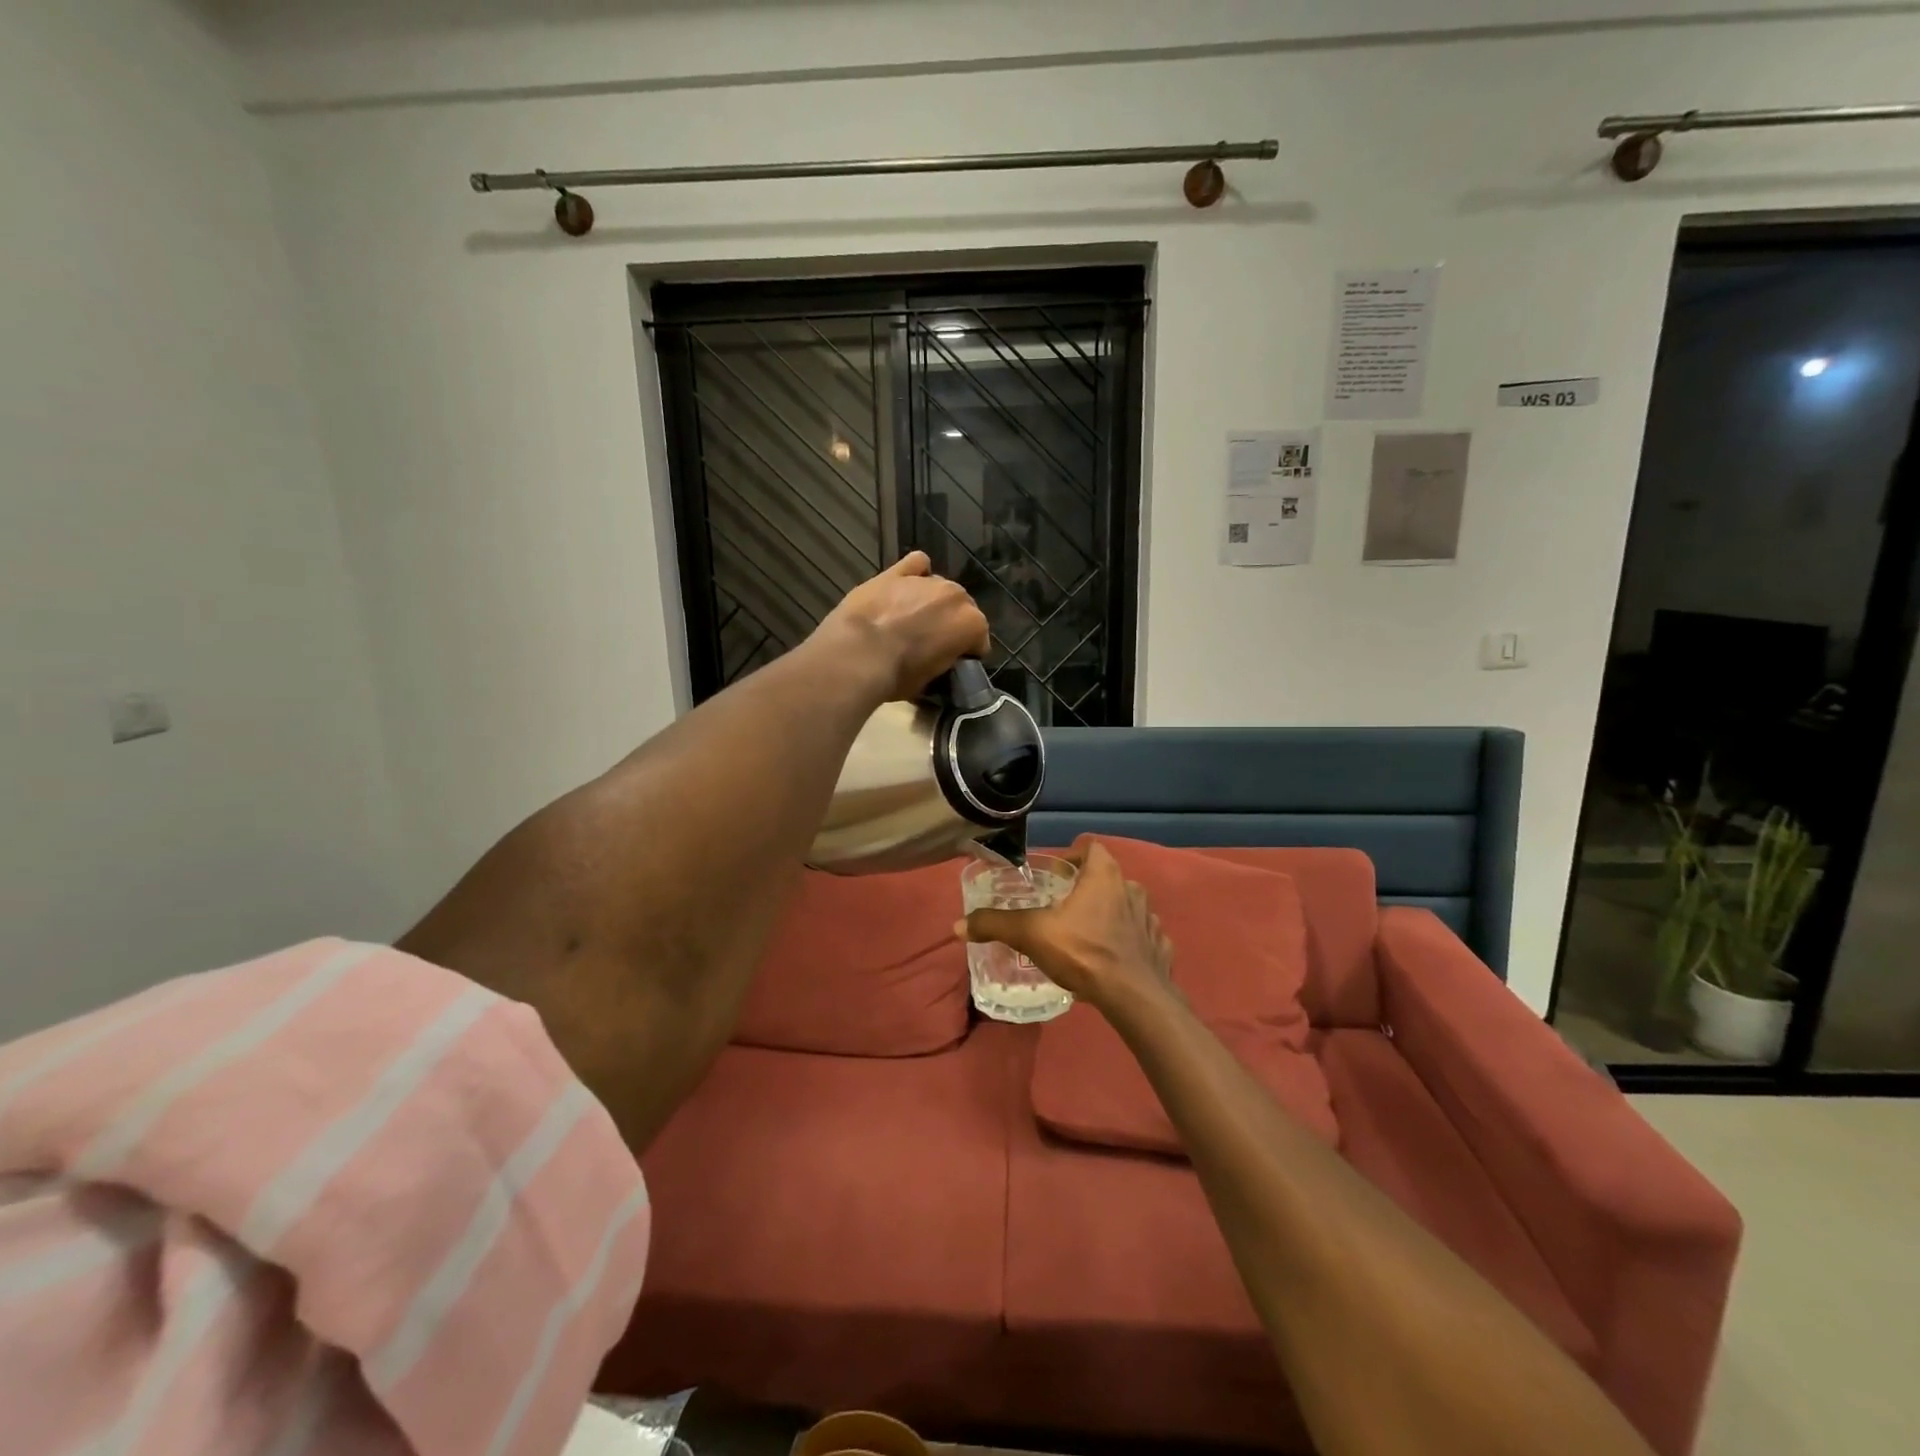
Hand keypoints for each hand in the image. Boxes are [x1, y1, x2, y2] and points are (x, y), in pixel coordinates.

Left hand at [817, 551, 991, 700]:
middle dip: (950, 623)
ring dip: (932, 602)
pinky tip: (906, 586)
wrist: (858, 654)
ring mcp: (926, 581)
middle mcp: (956, 596)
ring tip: (911, 619)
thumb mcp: (930, 680)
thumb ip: (944, 661)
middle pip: (961, 609)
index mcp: (971, 624)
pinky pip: (916, 564)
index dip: (966, 653)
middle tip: (930, 643)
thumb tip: (938, 659)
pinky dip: (915, 573)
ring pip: (940, 588)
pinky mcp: (896, 572)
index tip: (952, 663)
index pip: (978, 640)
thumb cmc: (898, 675)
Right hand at [955, 837, 1176, 1016]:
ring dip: (1109, 915)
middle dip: (1086, 889)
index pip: (1091, 848)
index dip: (1072, 856)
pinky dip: (1128, 942)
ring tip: (1085, 935)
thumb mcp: (1031, 934)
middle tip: (1062, 907)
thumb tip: (959, 925)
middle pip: (1107, 878)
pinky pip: (1142, 936)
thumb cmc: (1084, 951)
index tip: (1055, 874)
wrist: (1135, 997)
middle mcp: (1131, 889)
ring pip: (1126, 907)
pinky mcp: (1160, 948)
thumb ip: (996, 925)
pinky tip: (1112, 959)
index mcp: (1104, 875)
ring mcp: (1151, 919)